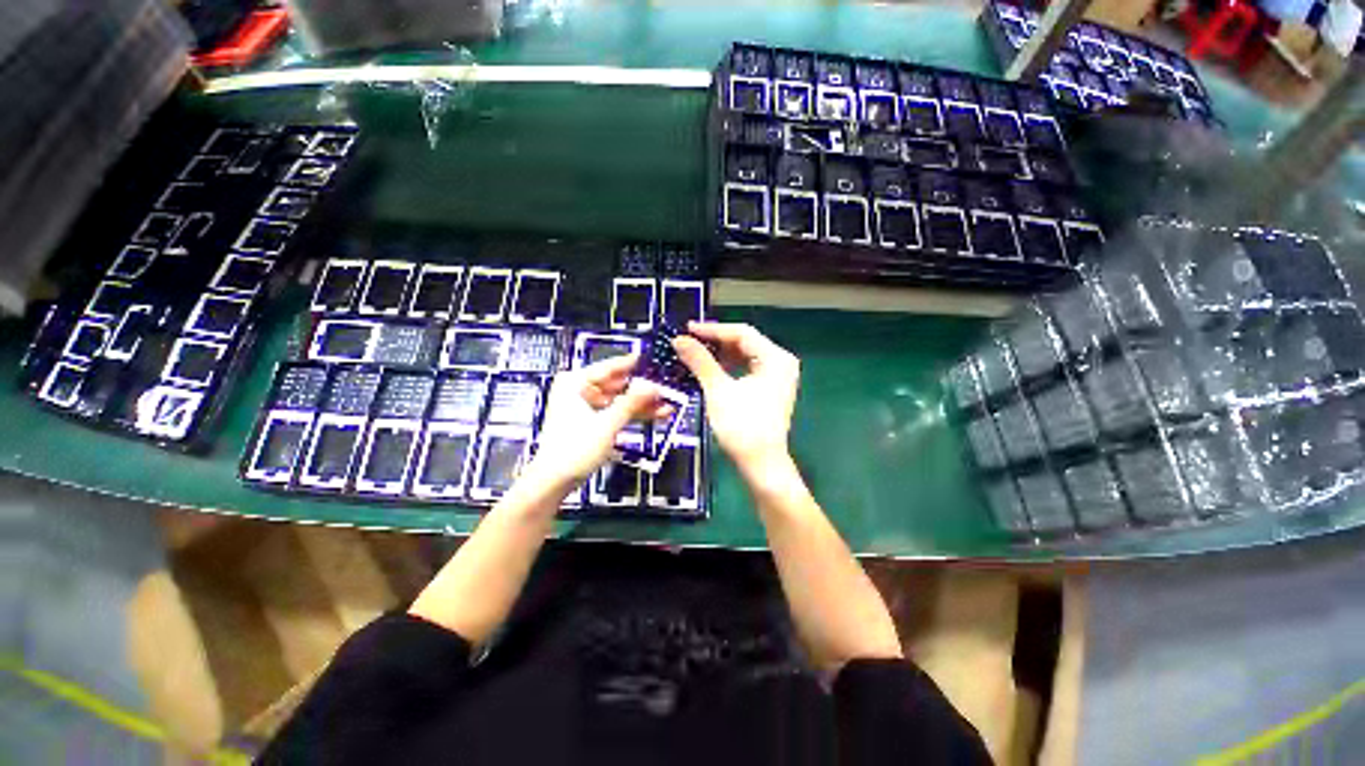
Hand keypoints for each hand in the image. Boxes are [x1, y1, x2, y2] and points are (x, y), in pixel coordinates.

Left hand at [522, 354, 664, 490]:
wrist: (554, 481)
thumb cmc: (573, 449)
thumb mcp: (607, 424)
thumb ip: (631, 403)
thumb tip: (652, 386)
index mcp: (575, 383)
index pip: (609, 367)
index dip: (632, 365)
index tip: (651, 359)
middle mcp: (578, 390)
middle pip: (617, 385)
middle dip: (642, 390)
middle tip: (665, 389)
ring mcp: (584, 406)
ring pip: (619, 400)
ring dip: (641, 404)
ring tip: (666, 405)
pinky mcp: (591, 421)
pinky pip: (615, 411)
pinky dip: (632, 414)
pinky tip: (654, 415)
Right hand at [673, 322, 799, 475]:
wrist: (761, 464)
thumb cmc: (742, 426)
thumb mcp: (718, 390)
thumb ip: (700, 361)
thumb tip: (680, 339)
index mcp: (776, 358)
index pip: (742, 333)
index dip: (713, 330)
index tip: (687, 329)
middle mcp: (781, 362)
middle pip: (745, 342)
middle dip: (716, 342)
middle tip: (689, 341)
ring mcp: (778, 376)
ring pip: (745, 356)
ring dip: (721, 355)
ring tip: (696, 354)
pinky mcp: (771, 389)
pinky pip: (748, 369)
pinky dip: (729, 367)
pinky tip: (711, 370)